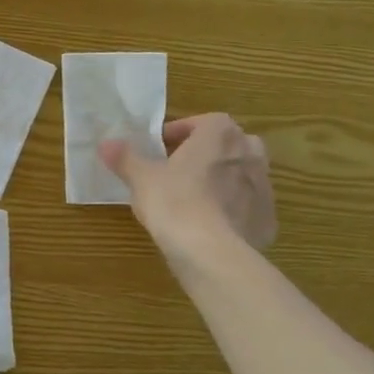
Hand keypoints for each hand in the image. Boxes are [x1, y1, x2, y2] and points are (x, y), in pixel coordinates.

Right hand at [99, 113, 276, 266]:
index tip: (161, 147)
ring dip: (224, 180)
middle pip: (230, 144)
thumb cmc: (174, 201)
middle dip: (209, 152)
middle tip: (182, 169)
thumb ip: (125, 158)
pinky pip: (249, 207)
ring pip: (243, 175)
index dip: (181, 132)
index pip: (203, 121)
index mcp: (220, 135)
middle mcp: (249, 154)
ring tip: (195, 198)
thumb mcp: (141, 177)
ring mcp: (264, 188)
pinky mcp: (267, 220)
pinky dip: (234, 211)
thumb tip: (106, 144)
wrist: (211, 252)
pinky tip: (212, 226)